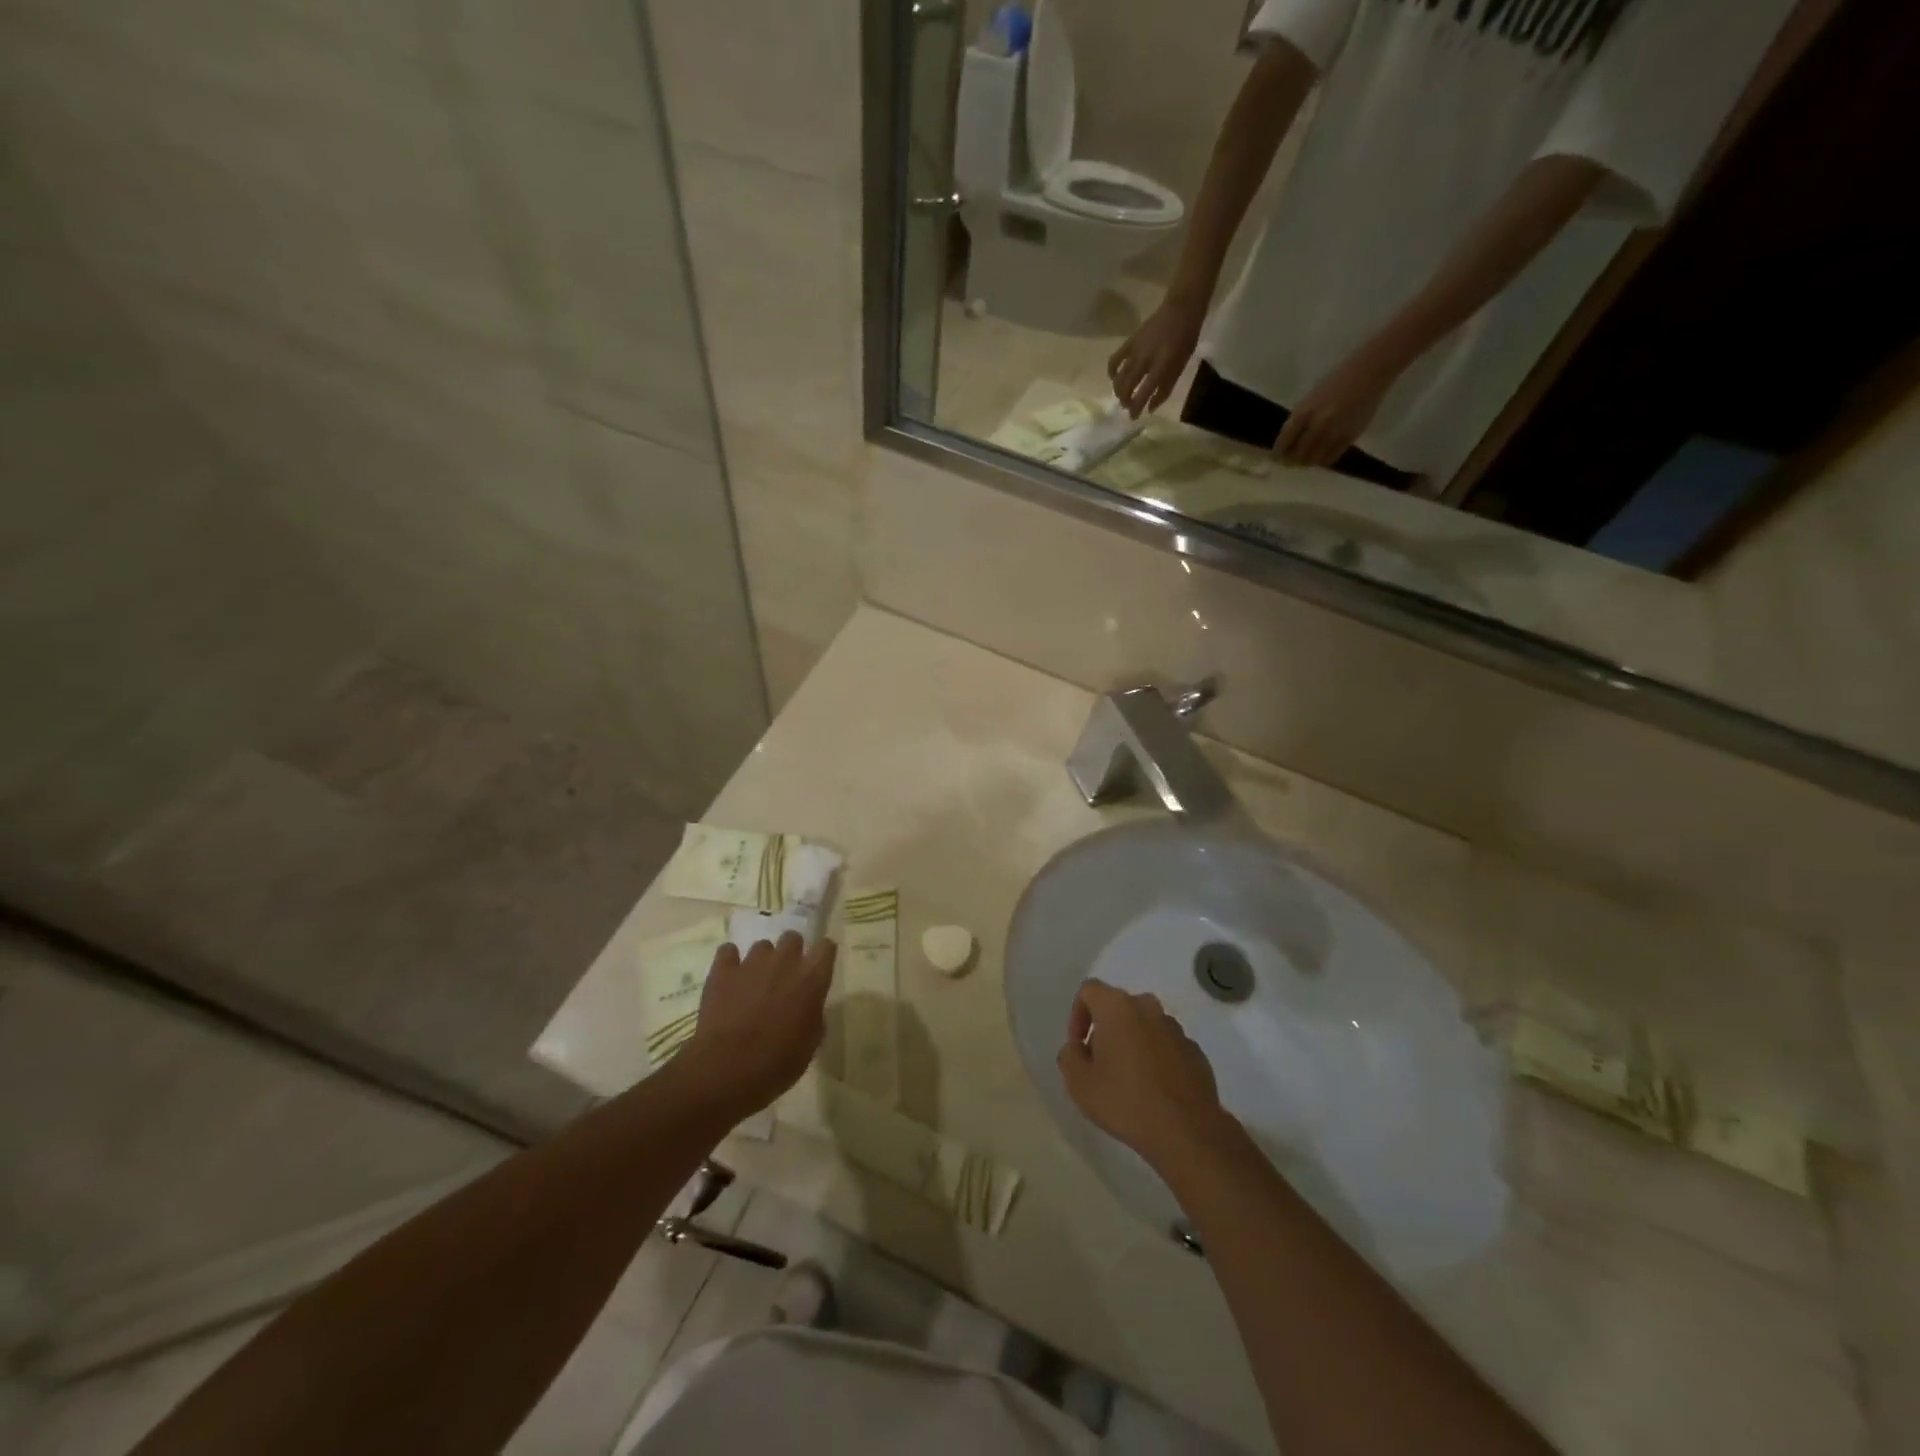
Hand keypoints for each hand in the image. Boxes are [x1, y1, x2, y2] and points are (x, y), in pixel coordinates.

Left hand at [675, 933, 835, 1117]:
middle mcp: (785, 961)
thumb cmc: (776, 1063)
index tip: (818, 968)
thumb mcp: (810, 1046)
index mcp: (811, 979)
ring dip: (762, 961)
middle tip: (785, 977)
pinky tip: (730, 979)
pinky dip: (730, 962)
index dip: (822, 956)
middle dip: (791, 953)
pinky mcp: (722, 970)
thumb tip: (810, 1009)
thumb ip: (814, 1018)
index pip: (826, 947)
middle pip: (793, 937)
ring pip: (762, 946)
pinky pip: (728, 952)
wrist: (726, 1069)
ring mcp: (752, 962)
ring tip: (755, 983)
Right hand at [1056, 979, 1233, 1174]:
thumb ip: (1069, 1056)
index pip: (1089, 990)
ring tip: (1128, 1080)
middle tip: (1100, 1064)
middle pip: (1118, 1007)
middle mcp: (1148, 1008)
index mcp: (1117, 1007)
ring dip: (1132, 1043)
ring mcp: (1175, 1029)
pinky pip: (1166, 1045)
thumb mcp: (1079, 1083)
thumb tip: (1078, 1047)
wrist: (1186, 1132)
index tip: (1079, 1046)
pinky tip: (1153, 1090)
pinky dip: (1155, 1058)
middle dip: (1105, 1029)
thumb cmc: (1125, 1101)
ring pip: (1144, 1026)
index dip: (1077, 1014)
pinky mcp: (1195, 1052)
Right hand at [1107, 298, 1204, 417]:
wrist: (1181, 309)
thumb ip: (1165, 388)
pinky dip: (1111, 370)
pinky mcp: (1130, 342)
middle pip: (1127, 386)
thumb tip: (1150, 408)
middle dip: (1125, 400)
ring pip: (1119, 376)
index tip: (1133, 417)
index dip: (1136, 407)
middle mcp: (1145, 360)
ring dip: (1118, 390)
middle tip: (1127, 407)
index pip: (1143, 393)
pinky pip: (1115, 359)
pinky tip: (1113, 377)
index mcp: (1161, 366)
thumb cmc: (1186, 339)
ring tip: (1121, 395)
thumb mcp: (1180, 366)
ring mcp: (1135, 351)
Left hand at [1274, 345, 1402, 468]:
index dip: (1278, 453)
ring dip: (1307, 462)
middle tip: (1289, 462)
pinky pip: (1332, 458)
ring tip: (1304, 461)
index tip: (1275, 457)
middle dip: (1291, 461)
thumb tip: (1289, 441)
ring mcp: (1335, 432)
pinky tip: (1321, 456)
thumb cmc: (1337, 379)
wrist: (1371, 370)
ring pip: (1314, 460)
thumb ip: (1300, 419)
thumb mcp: (1311, 398)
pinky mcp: (1351, 437)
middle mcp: (1318, 425)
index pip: (1284, 441)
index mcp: (1304, 412)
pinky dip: (1323, 460)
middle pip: (1298, 454)